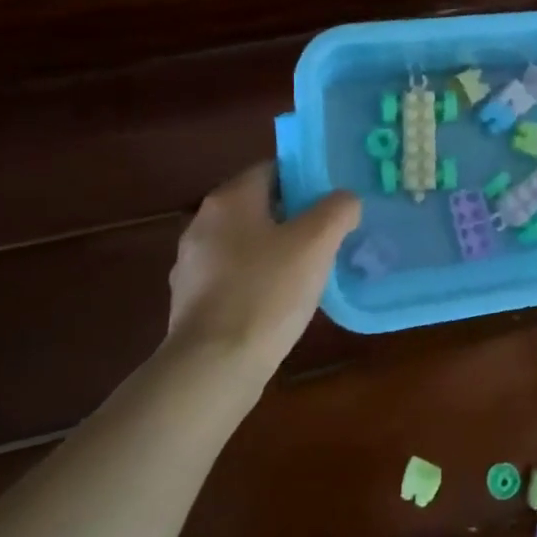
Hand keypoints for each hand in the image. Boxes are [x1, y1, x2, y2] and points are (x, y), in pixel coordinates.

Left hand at [167, 163, 360, 373]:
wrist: (214, 366)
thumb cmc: (267, 291)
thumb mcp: (317, 242)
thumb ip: (338, 209)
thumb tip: (345, 200)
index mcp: (229, 199)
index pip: (273, 169)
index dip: (307, 180)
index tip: (334, 200)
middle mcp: (203, 223)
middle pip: (260, 206)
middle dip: (295, 217)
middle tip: (330, 235)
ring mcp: (192, 264)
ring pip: (247, 243)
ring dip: (277, 250)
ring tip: (311, 270)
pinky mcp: (192, 301)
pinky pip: (235, 276)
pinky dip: (258, 280)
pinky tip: (281, 301)